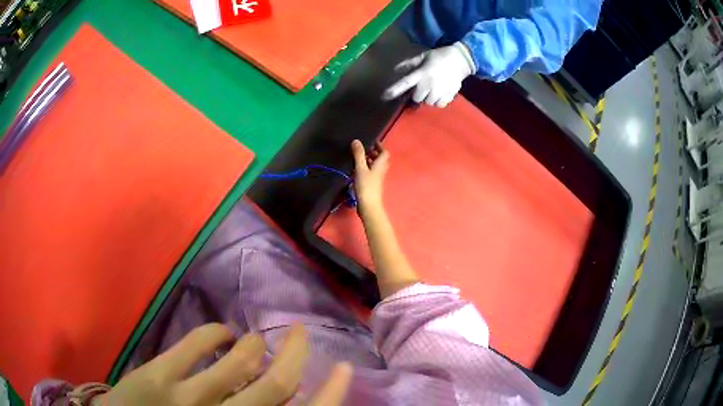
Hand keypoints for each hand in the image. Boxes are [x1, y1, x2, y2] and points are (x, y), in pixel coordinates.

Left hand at [93, 324, 351, 405]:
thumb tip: (286, 395)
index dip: (330, 393)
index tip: (343, 368)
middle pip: (276, 384)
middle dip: (296, 353)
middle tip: (301, 333)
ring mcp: (188, 397)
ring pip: (239, 360)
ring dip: (253, 343)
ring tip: (255, 338)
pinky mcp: (158, 376)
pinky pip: (195, 343)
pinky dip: (215, 332)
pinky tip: (220, 333)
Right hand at [351, 139, 388, 211]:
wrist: (368, 206)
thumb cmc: (366, 186)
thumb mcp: (360, 168)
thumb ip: (359, 154)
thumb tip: (356, 140)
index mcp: (381, 165)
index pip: (384, 152)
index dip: (379, 146)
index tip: (372, 141)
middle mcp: (381, 171)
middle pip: (380, 159)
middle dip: (374, 153)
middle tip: (364, 148)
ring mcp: (377, 179)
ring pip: (375, 166)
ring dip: (369, 160)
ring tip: (359, 157)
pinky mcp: (372, 185)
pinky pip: (370, 173)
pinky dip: (365, 168)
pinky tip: (357, 169)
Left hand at [382, 42, 475, 107]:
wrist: (460, 60)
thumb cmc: (439, 56)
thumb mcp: (423, 56)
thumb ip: (410, 63)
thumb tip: (396, 69)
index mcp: (421, 73)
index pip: (405, 83)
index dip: (395, 90)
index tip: (385, 96)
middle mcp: (429, 84)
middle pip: (417, 98)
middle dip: (418, 94)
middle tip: (423, 87)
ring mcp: (440, 91)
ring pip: (429, 103)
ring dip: (428, 98)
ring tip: (433, 90)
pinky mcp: (449, 95)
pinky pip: (440, 105)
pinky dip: (439, 101)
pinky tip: (440, 93)